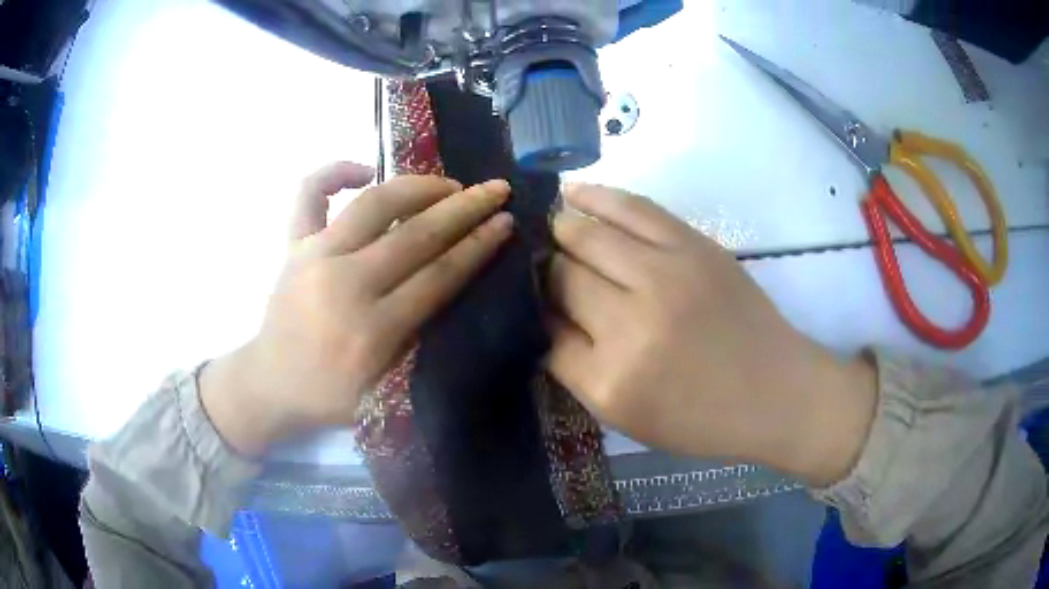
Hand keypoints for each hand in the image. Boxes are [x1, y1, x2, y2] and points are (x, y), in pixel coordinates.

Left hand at [201, 163, 513, 456]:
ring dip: (419, 186)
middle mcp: (344, 284)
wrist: (269, 383)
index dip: (478, 246)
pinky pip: (310, 193)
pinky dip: (335, 171)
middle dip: (464, 208)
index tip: (505, 221)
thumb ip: (416, 337)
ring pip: (374, 204)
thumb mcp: (383, 388)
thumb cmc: (328, 395)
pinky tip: (365, 170)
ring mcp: (314, 256)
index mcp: (371, 330)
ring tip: (449, 183)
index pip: (438, 276)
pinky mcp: (292, 245)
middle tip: (495, 189)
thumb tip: (448, 281)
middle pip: (416, 235)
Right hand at [546, 184, 876, 486]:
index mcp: (610, 379)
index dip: (534, 311)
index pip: (544, 328)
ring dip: (562, 229)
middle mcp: (630, 323)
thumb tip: (544, 315)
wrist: (775, 391)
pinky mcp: (693, 245)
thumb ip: (576, 368)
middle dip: (545, 270)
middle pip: (561, 276)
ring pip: (586, 235)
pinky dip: (595, 196)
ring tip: (553, 226)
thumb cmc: (702, 417)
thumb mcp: (627, 417)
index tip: (533, 303)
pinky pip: (630, 207)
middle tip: (543, 267)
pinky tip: (572, 192)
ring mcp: (665, 275)